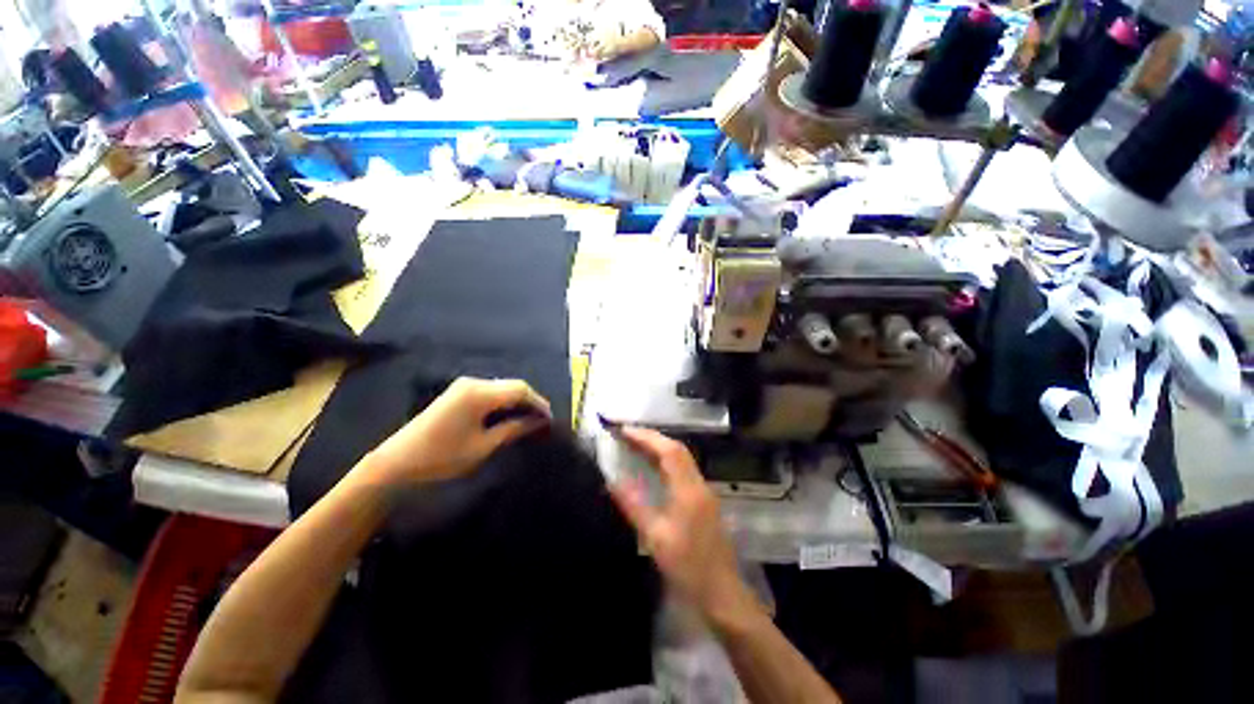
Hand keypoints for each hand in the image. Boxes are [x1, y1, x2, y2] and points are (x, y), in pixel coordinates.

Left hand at [359, 377, 550, 487]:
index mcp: (479, 393)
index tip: (550, 419)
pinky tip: (508, 416)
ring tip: (528, 420)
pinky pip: (489, 392)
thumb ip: (513, 429)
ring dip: (517, 402)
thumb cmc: (441, 458)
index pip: (520, 389)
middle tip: (541, 421)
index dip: (539, 402)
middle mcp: (472, 383)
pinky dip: (503, 403)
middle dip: (530, 401)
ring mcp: (462, 386)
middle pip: (512, 385)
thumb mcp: (483, 447)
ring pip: (501, 388)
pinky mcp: (457, 394)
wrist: (395, 465)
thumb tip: (538, 422)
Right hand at [609, 427, 757, 621]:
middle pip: (677, 450)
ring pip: (682, 458)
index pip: (669, 451)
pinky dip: (666, 461)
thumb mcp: (655, 537)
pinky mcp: (704, 500)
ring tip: (636, 444)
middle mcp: (699, 484)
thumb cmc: (688, 568)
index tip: (624, 431)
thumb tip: (612, 481)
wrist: (722, 593)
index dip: (646, 437)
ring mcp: (704, 491)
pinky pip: (683, 470)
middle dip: (652, 438)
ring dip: (659, 447)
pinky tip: (653, 467)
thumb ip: (634, 505)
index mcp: (689, 491)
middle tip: (627, 434)